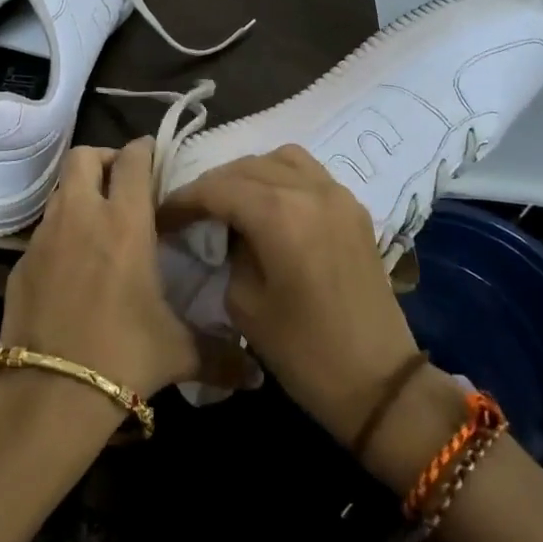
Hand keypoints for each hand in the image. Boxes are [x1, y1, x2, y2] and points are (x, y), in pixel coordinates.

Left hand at [0, 140, 255, 402]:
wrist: (49, 393)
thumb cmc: (123, 356)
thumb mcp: (179, 352)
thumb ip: (221, 355)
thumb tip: (255, 375)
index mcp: (124, 223)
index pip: (132, 161)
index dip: (143, 150)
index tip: (154, 155)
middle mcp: (81, 217)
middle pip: (84, 157)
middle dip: (104, 159)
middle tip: (122, 183)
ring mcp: (44, 238)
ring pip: (61, 190)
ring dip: (81, 193)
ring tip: (100, 222)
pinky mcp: (21, 264)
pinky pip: (44, 231)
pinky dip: (61, 233)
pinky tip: (74, 266)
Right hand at [159, 146, 422, 446]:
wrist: (380, 382)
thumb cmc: (304, 352)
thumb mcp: (245, 304)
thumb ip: (230, 253)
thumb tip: (228, 232)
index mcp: (279, 214)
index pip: (217, 188)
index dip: (184, 200)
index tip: (162, 217)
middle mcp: (310, 190)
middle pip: (247, 166)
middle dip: (213, 185)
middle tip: (191, 212)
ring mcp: (338, 195)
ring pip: (282, 159)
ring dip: (250, 173)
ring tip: (232, 202)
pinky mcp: (354, 209)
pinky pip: (309, 173)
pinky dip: (282, 177)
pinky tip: (270, 206)